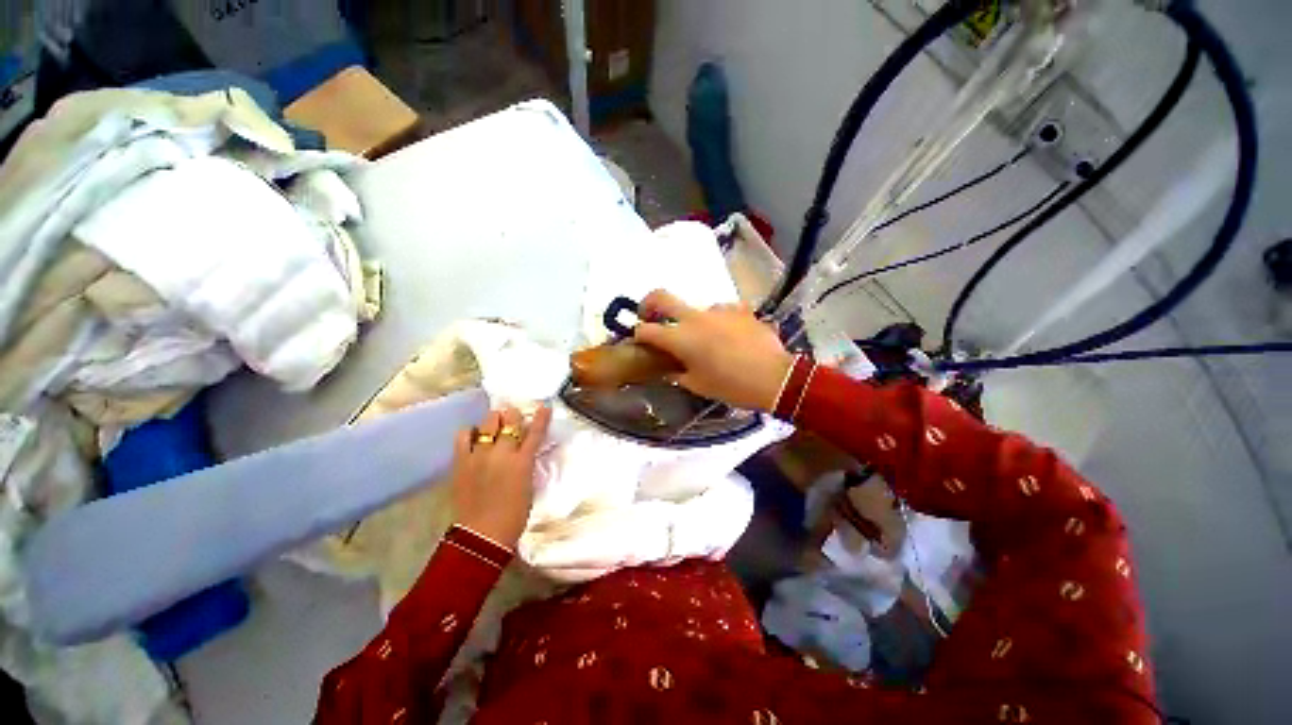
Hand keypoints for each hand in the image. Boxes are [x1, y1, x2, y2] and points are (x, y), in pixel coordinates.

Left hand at [450, 405, 552, 548]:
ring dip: (493, 421)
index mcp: (523, 461)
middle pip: (509, 421)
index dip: (541, 418)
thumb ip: (526, 464)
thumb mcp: (529, 485)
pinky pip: (463, 436)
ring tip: (494, 424)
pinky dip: (470, 432)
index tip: (545, 407)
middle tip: (513, 418)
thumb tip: (524, 452)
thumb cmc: (514, 514)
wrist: (483, 535)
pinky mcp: (461, 462)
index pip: (535, 433)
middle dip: (513, 416)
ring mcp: (479, 456)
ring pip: (487, 423)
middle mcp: (502, 453)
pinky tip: (473, 436)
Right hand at [634, 289, 793, 411]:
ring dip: (693, 323)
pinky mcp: (739, 309)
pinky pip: (721, 313)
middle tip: (649, 316)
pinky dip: (718, 323)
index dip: (638, 334)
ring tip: (707, 342)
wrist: (774, 378)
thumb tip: (670, 369)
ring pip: (696, 309)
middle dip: (648, 304)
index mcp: (681, 338)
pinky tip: (729, 337)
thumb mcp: (698, 385)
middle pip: (661, 297)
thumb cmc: (731, 386)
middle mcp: (695, 317)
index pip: (646, 329)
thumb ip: (678, 374)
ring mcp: (719, 310)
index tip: (639, 340)